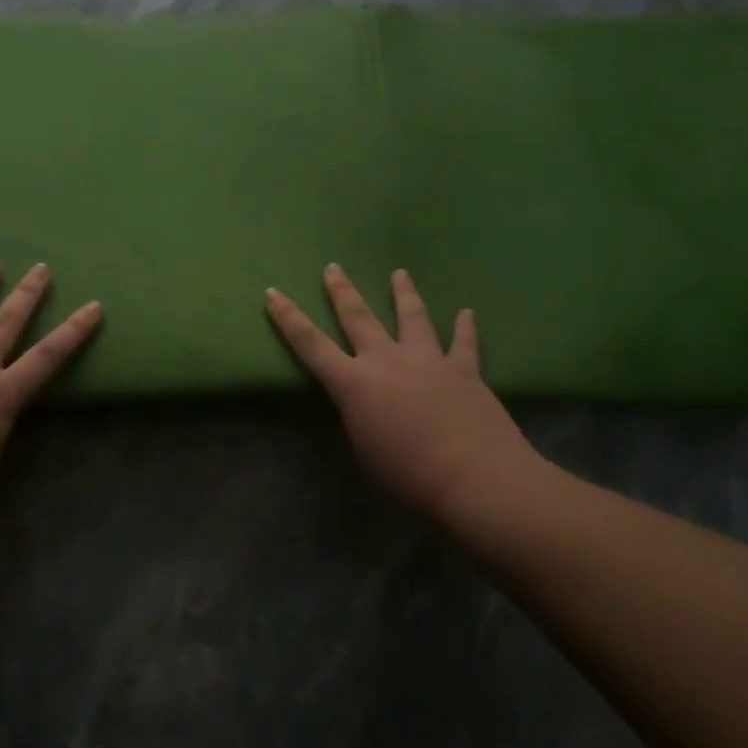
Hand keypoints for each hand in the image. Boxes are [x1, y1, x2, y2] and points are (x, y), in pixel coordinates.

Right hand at [265, 266, 551, 519]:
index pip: (310, 344)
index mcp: (354, 384)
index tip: (273, 292)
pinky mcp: (465, 371)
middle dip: (342, 291)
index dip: (288, 318)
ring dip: (403, 293)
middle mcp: (387, 361)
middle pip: (359, 317)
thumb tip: (367, 407)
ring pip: (413, 317)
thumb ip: (360, 419)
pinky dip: (465, 326)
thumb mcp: (364, 451)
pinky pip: (464, 343)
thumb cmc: (408, 477)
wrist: (474, 480)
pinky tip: (467, 312)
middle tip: (333, 268)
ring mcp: (429, 361)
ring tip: (399, 273)